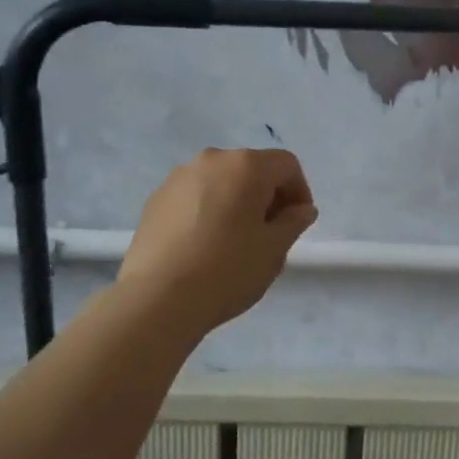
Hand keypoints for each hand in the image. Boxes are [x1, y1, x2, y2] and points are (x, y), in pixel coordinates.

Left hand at [116, 148, 317, 331]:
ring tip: (235, 242)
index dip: (300, 191)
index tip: (297, 224)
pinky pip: (195, 196)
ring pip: (221, 182)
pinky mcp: (156, 199)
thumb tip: (302, 209)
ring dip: (236, 203)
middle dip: (267, 196)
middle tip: (270, 234)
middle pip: (252, 169)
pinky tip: (204, 246)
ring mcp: (178, 178)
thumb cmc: (227, 270)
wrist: (157, 298)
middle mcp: (212, 160)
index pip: (286, 165)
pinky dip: (208, 211)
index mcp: (246, 166)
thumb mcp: (274, 249)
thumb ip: (294, 222)